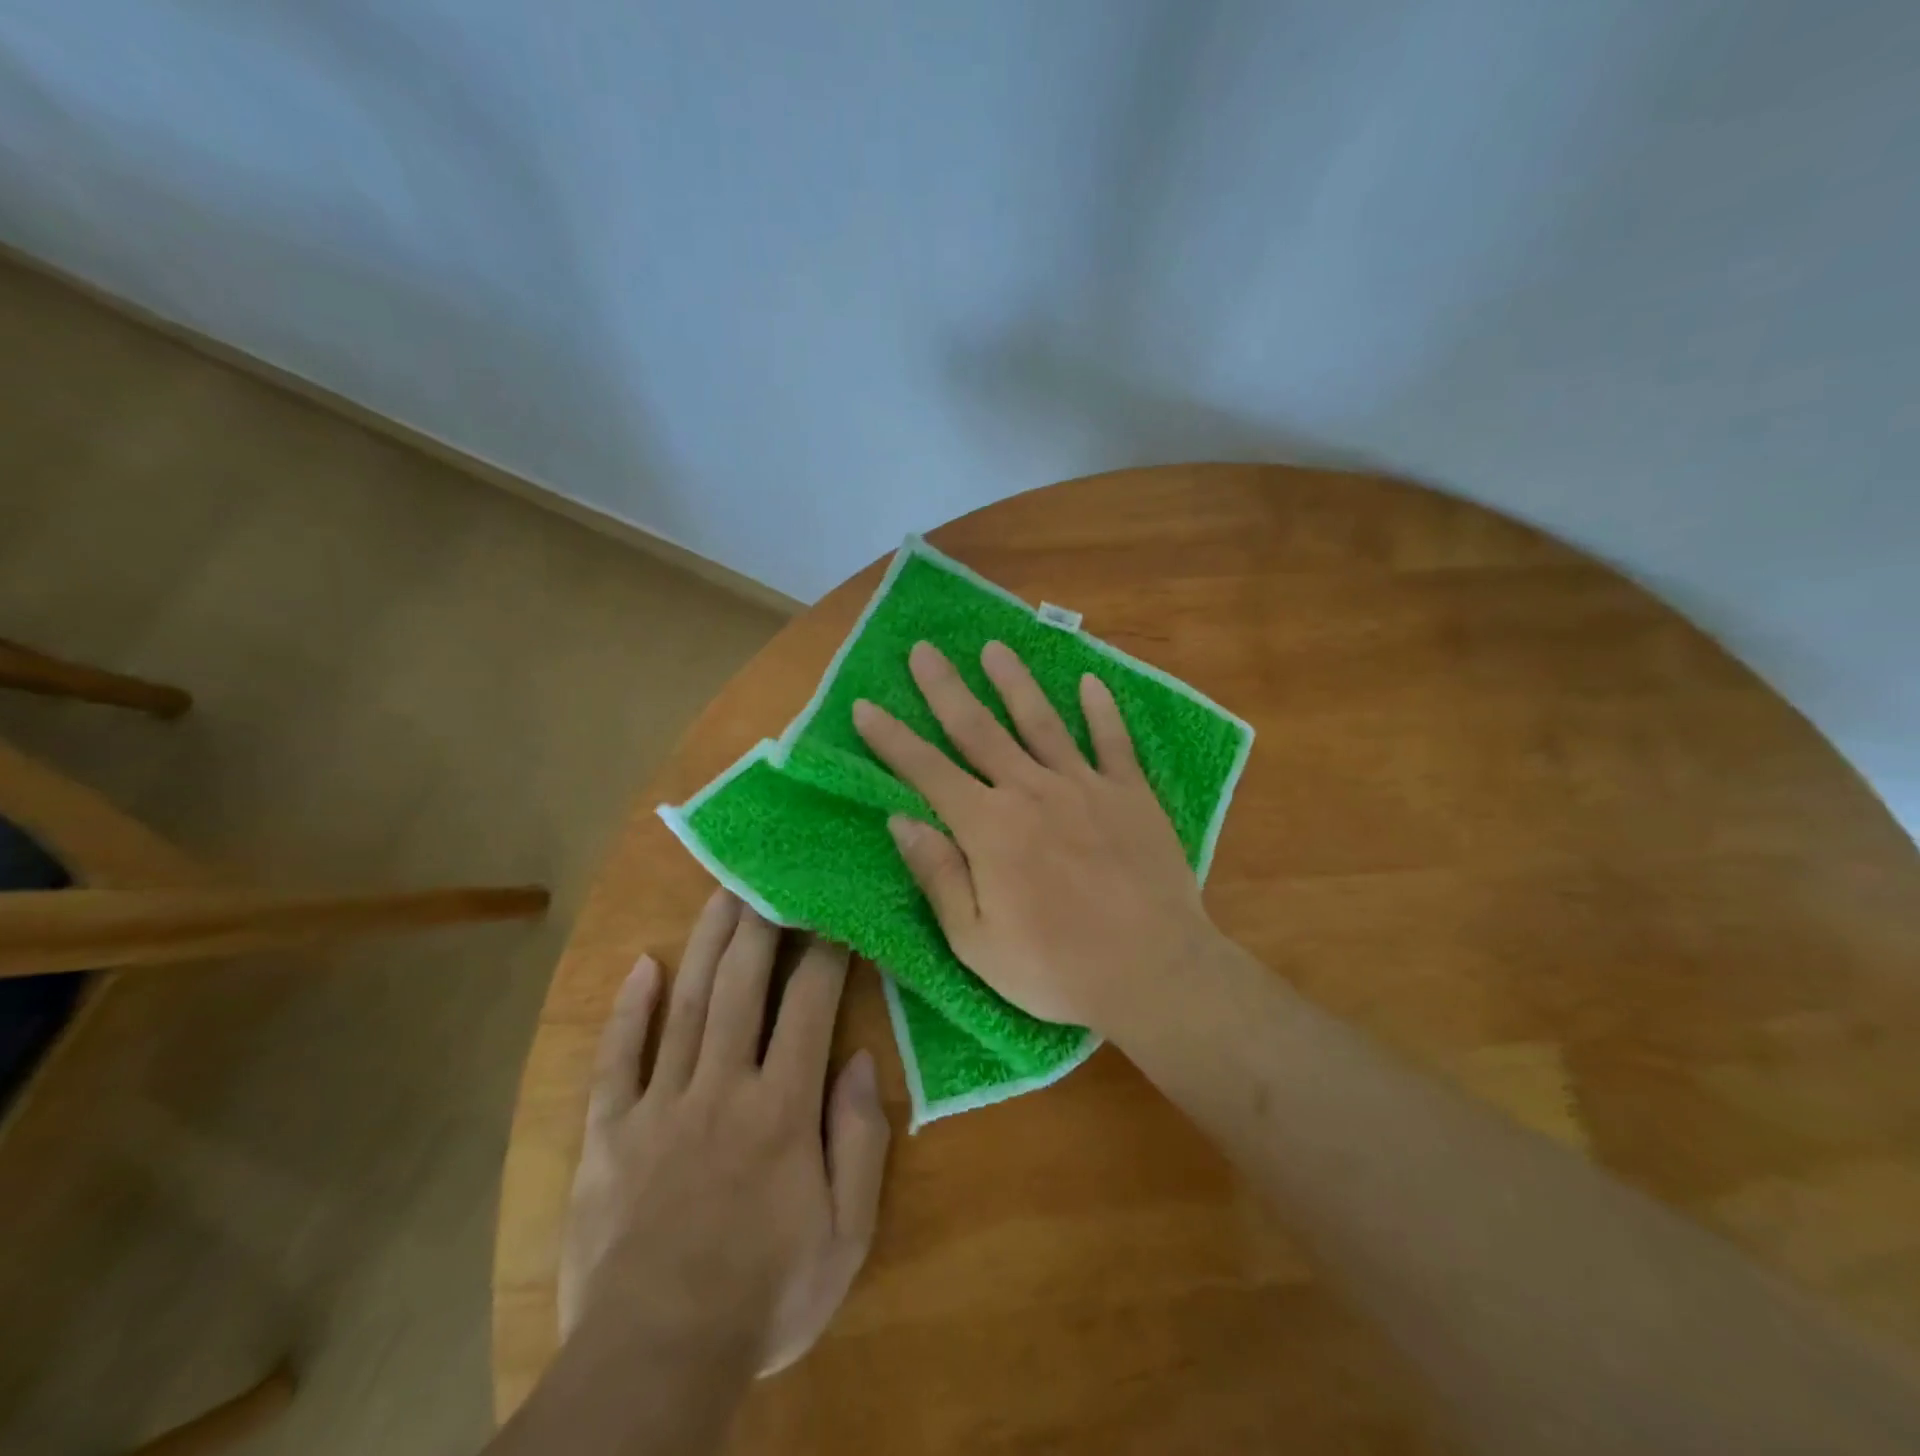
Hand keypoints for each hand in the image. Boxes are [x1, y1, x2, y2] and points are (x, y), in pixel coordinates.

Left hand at [558, 890, 890, 1376]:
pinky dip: (627, 1011)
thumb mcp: (845, 1234)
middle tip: (767, 873)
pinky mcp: (610, 1133)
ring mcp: (660, 1105)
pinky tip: (638, 968)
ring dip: (704, 943)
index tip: (833, 912)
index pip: (809, 1004)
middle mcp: (722, 1086)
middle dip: (759, 923)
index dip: (825, 951)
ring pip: (685, 1004)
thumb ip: (858, 1141)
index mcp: (782, 1107)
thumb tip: (856, 1059)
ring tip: (720, 892)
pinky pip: (617, 1060)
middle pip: (741, 984)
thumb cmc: (765, 1295)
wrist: (655, 1361)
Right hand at [852, 639, 1217, 1031]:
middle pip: (979, 729)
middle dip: (945, 688)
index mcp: (989, 828)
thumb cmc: (1056, 968)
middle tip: (924, 650)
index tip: (864, 705)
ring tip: (994, 647)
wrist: (1154, 972)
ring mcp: (1085, 786)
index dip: (891, 739)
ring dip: (1014, 681)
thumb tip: (900, 819)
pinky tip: (1091, 681)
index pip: (927, 771)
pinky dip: (1102, 710)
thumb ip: (938, 875)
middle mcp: (1032, 791)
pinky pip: (1114, 741)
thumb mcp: (977, 941)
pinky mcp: (1132, 794)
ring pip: (1041, 721)